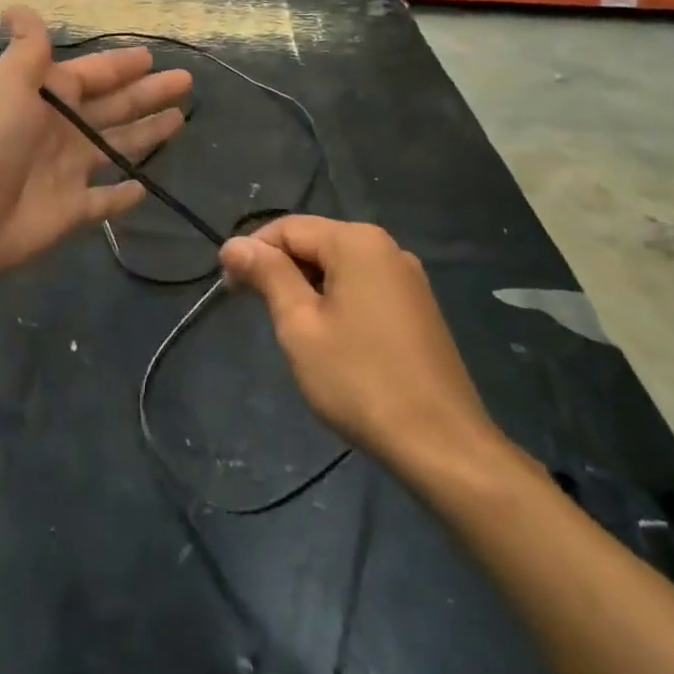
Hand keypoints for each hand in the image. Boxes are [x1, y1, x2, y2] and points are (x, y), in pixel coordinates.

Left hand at [0, 8, 190, 288]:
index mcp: (44, 95)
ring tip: (179, 121)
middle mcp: (57, 129)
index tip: (152, 57)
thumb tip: (15, 7)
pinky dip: (124, 195)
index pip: (92, 74)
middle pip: (112, 106)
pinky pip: (104, 200)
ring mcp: (66, 171)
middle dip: (147, 94)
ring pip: (115, 147)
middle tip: (184, 82)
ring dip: (144, 134)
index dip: (121, 66)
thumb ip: (26, 47)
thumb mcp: (7, 80)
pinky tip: (146, 186)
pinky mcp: (71, 210)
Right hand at [220, 216, 504, 473]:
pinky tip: (331, 339)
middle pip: (314, 242)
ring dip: (307, 288)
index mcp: (356, 241)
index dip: (252, 253)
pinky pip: (363, 286)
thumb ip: (267, 275)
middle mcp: (385, 246)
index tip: (230, 290)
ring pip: (338, 266)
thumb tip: (234, 244)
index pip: (287, 228)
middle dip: (280, 271)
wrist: (443, 445)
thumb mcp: (300, 325)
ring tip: (292, 330)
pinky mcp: (417, 306)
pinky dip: (336, 301)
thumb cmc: (360, 380)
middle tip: (257, 313)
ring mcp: (406, 276)